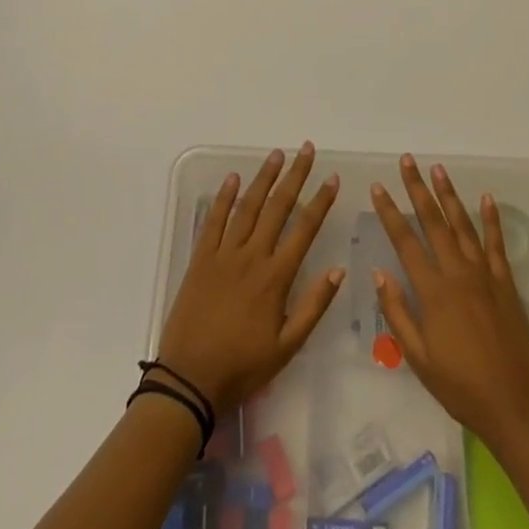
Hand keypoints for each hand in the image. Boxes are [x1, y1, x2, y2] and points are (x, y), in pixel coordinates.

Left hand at [155, 144, 344, 412]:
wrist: (189, 378)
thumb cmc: (242, 366)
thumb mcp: (287, 346)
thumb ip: (314, 306)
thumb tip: (338, 270)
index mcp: (276, 277)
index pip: (304, 229)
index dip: (320, 202)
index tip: (332, 179)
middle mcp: (252, 256)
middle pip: (278, 207)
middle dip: (295, 176)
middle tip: (307, 150)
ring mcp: (224, 254)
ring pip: (248, 207)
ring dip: (264, 178)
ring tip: (277, 154)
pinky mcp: (201, 258)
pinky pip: (214, 221)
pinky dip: (224, 198)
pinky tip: (234, 178)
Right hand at [371, 155, 528, 451]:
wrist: (515, 405)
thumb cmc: (461, 387)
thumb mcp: (418, 358)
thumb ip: (398, 314)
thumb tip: (380, 274)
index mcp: (433, 292)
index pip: (405, 242)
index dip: (390, 212)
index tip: (378, 187)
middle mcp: (458, 273)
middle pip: (434, 222)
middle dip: (418, 189)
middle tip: (407, 161)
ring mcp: (485, 275)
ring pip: (463, 225)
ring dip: (449, 195)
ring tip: (438, 169)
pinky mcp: (506, 283)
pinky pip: (496, 244)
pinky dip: (491, 219)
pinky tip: (486, 198)